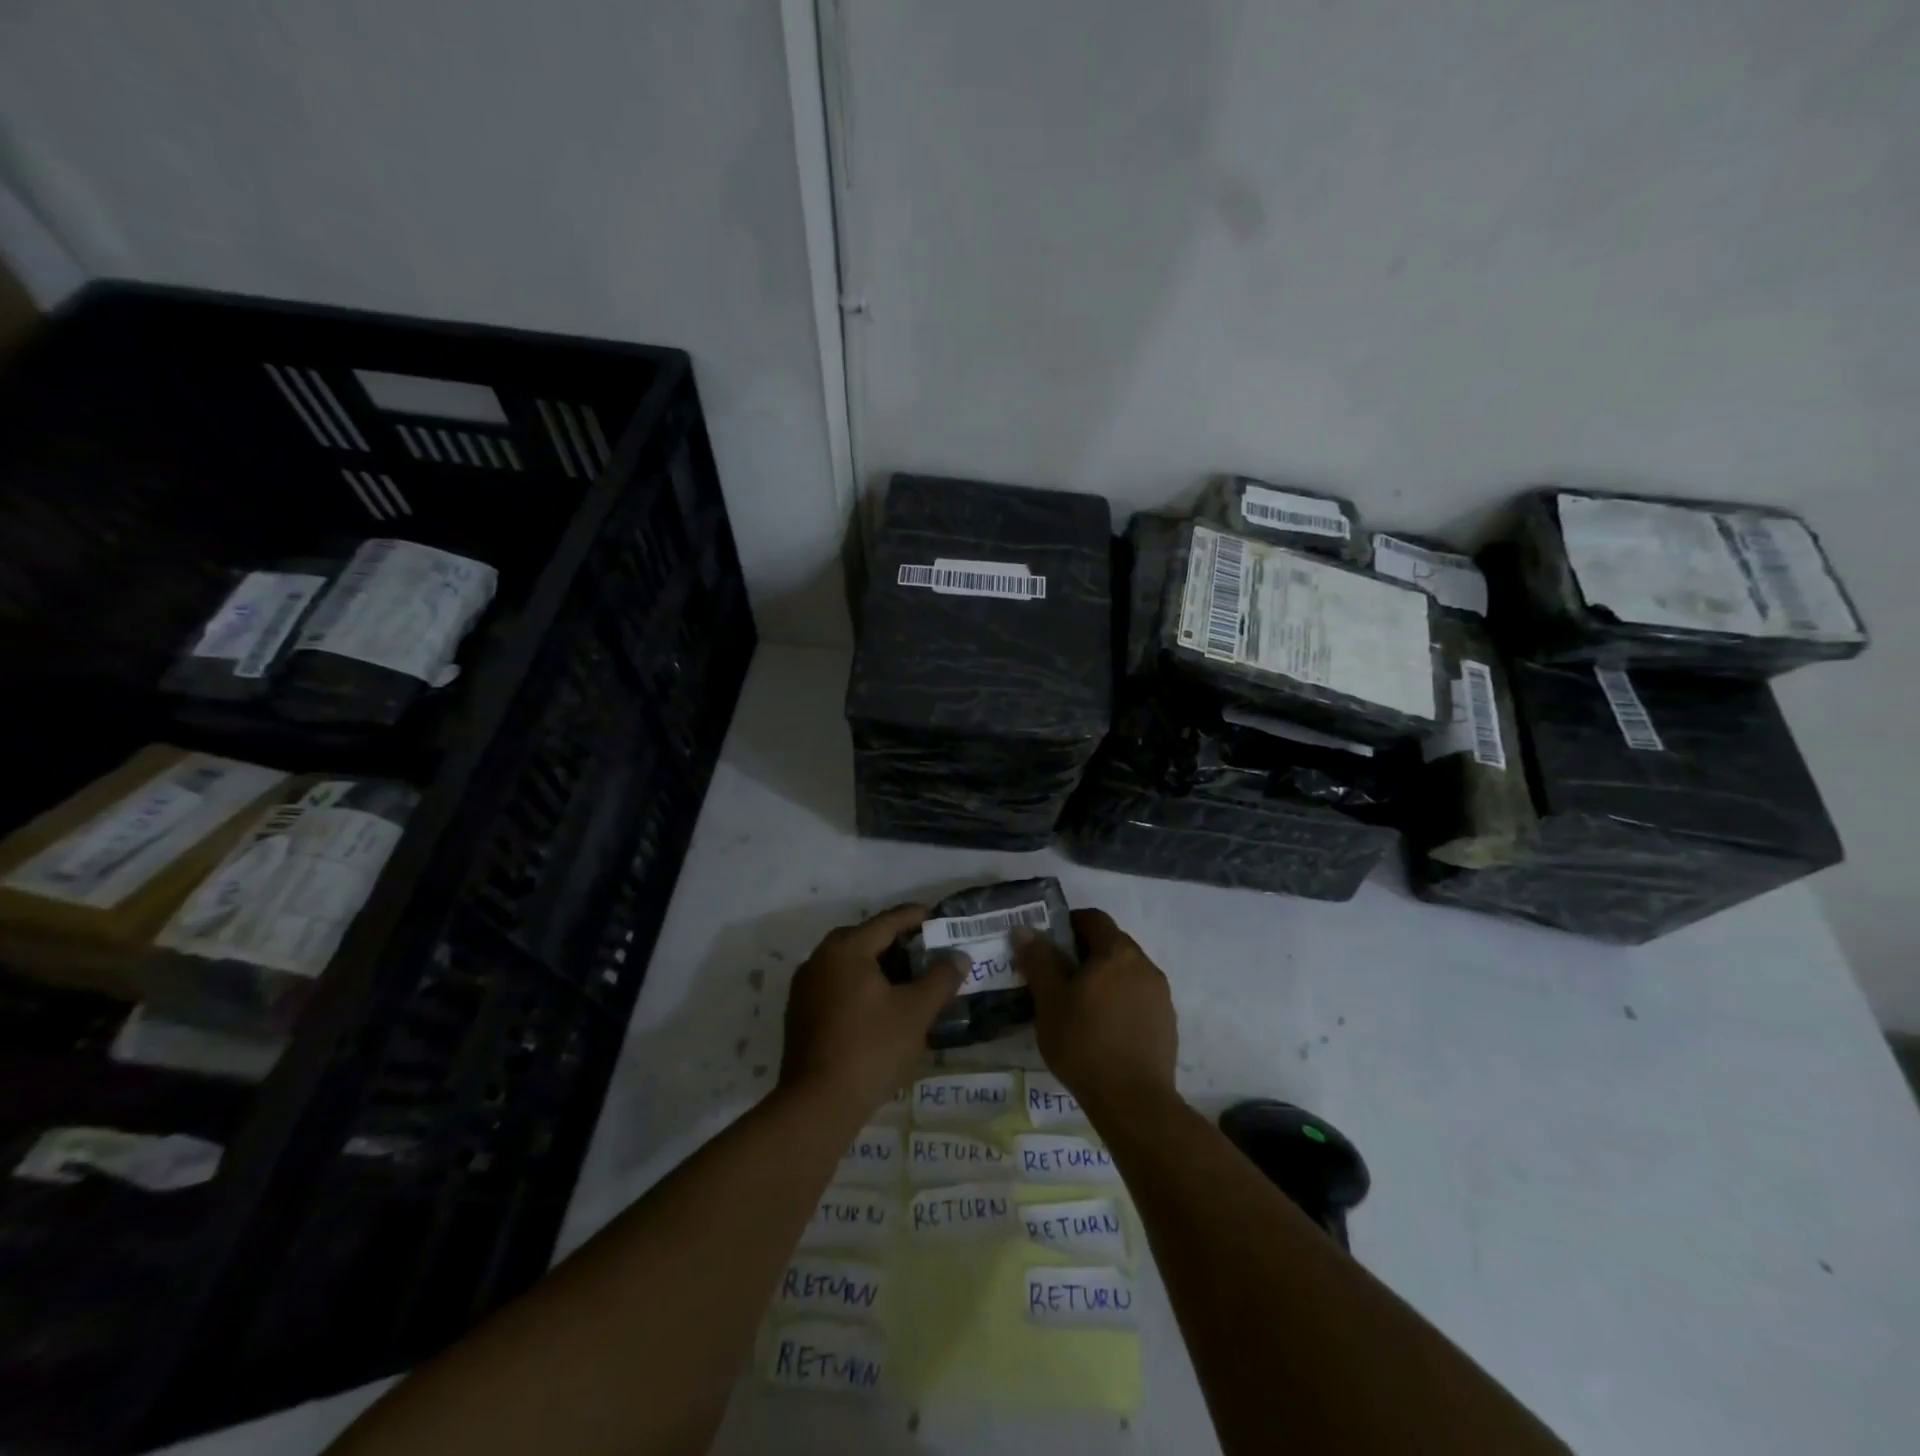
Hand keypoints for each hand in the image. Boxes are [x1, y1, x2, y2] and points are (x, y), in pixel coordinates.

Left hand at [780, 905, 966, 1118]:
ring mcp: (805, 986)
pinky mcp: (800, 1012)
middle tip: (927, 951)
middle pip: (865, 938)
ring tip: (908, 979)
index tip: (938, 916)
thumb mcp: (916, 1012)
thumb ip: (940, 979)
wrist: (818, 1104)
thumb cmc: (871, 1048)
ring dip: (878, 965)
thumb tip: (958, 956)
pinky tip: (880, 1005)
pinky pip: (836, 984)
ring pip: (849, 963)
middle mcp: (820, 958)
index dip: (916, 916)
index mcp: (846, 948)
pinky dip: (860, 985)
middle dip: (897, 942)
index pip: (888, 921)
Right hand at [1012, 909, 1176, 1113]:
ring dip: (1104, 978)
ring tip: (1079, 1005)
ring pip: (1126, 972)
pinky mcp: (1168, 1022)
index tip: (1047, 945)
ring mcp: (1160, 994)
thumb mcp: (1049, 1001)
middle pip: (1111, 943)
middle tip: (1057, 976)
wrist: (1133, 1101)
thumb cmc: (1084, 1043)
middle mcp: (1144, 964)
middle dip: (1084, 953)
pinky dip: (1120, 1001)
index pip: (1093, 918)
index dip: (1068, 924)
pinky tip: (1103, 1029)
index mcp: (1116, 951)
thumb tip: (1024, 929)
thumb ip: (1038, 960)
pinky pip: (1139, 998)